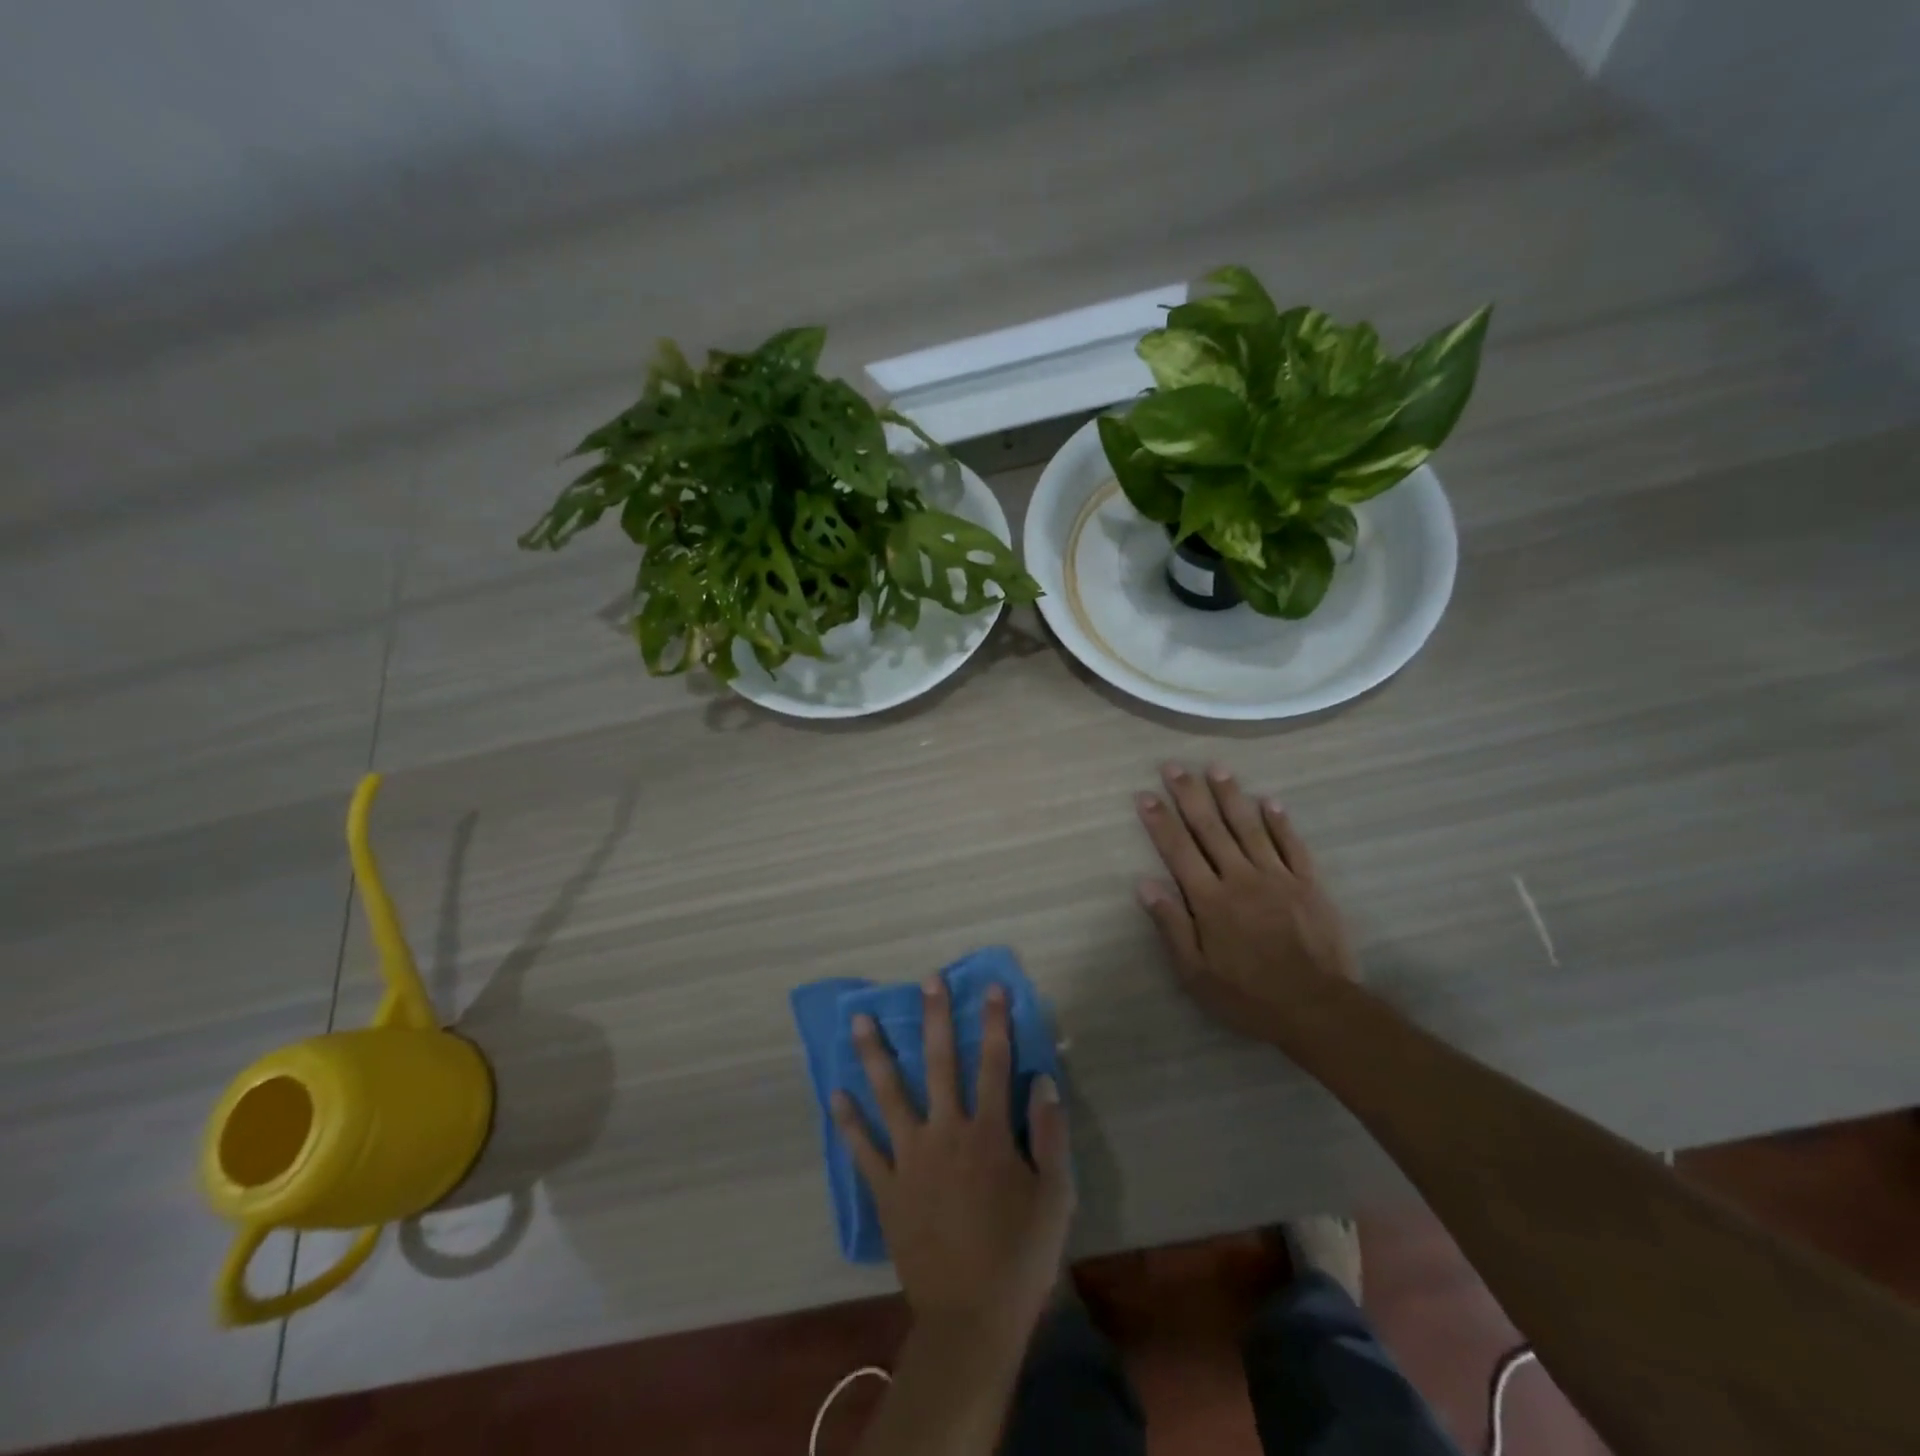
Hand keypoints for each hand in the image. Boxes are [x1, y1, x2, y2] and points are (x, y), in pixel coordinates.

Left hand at [832, 979, 1073, 1351]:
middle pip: (940, 1063)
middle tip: (927, 980)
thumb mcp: (1055, 1197)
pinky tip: (834, 1094)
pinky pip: (862, 1149)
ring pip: (890, 1094)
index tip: (992, 987)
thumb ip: (1049, 1134)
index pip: (994, 1063)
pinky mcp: (887, 1188)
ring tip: (860, 1019)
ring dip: (876, 1054)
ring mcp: (911, 1158)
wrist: (971, 1321)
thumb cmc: (1021, 1257)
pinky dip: (847, 1122)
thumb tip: (1041, 1080)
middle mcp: (946, 1133)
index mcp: (988, 1133)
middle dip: (935, 1018)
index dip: (994, 1022)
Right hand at [1135, 762, 1357, 1041]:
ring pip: (1250, 827)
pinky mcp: (1308, 884)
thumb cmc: (1248, 996)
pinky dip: (1279, 822)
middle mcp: (1240, 878)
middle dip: (1189, 795)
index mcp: (1210, 900)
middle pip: (1210, 829)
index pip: (1178, 851)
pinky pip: (1292, 845)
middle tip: (1174, 766)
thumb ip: (1172, 925)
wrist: (1318, 1009)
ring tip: (1216, 768)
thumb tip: (1144, 884)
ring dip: (1231, 796)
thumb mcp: (1196, 974)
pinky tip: (1269, 800)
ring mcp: (1277, 877)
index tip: (1145, 794)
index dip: (1160, 821)